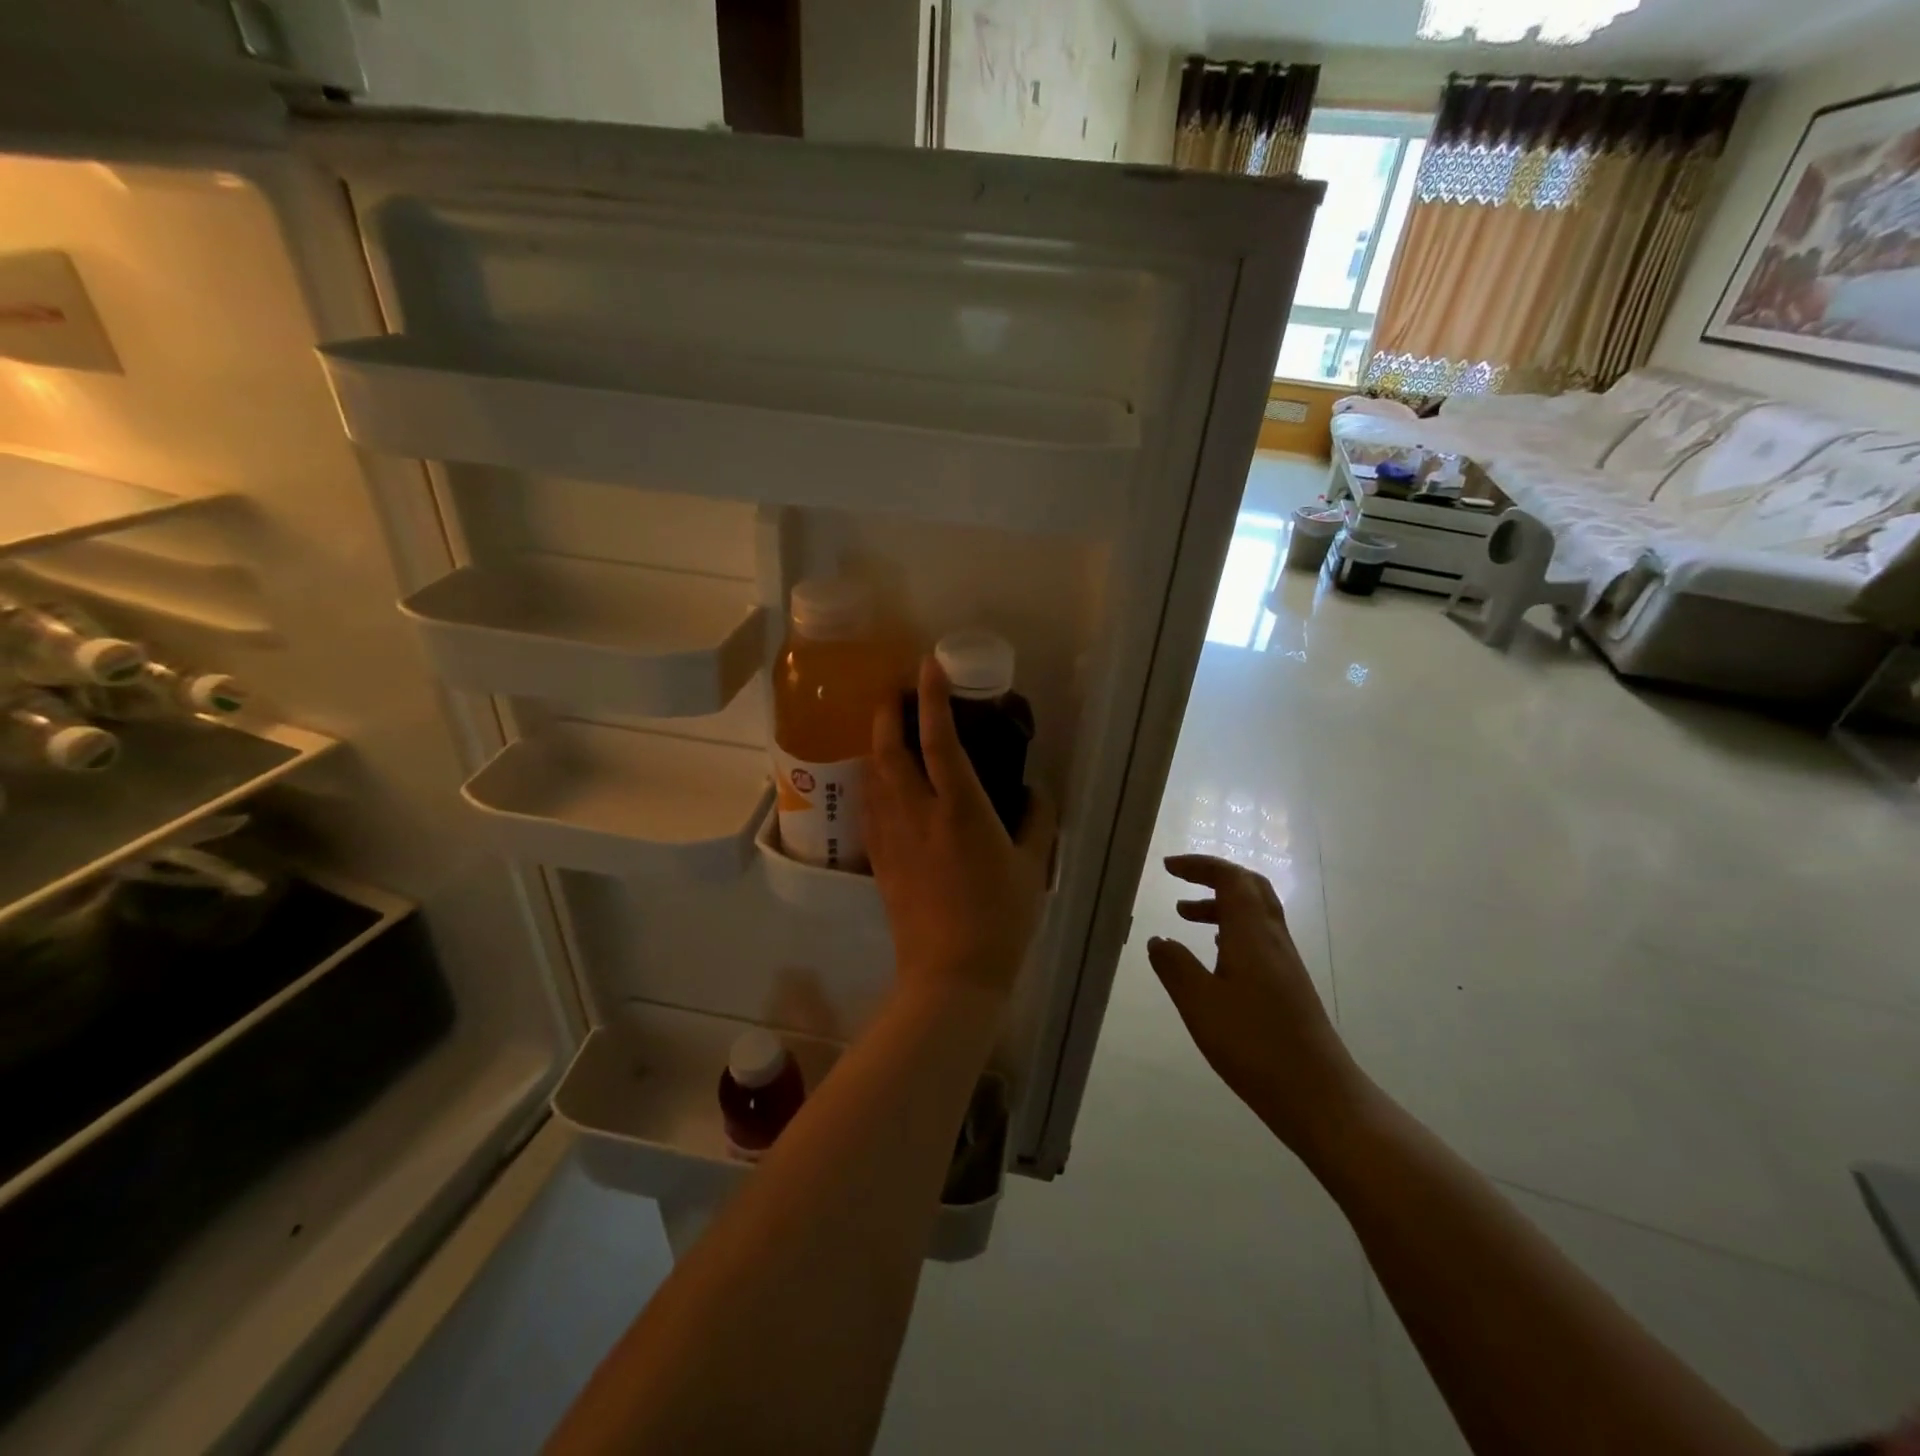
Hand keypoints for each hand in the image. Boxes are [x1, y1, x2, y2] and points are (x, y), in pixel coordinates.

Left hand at [866, 656, 1054, 1001]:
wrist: (950, 974)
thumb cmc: (1000, 918)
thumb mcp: (1033, 866)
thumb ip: (1037, 821)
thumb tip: (1037, 790)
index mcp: (960, 810)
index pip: (940, 740)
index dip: (933, 698)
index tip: (928, 666)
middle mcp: (917, 813)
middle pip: (889, 748)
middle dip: (888, 711)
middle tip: (897, 691)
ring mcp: (891, 835)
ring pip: (872, 774)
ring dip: (877, 742)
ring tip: (889, 728)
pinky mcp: (878, 857)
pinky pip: (869, 805)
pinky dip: (873, 779)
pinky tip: (882, 778)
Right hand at [1147, 855, 1367, 1153]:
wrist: (1319, 1095)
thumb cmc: (1254, 1045)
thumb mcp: (1200, 1005)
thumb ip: (1175, 967)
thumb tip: (1158, 939)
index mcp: (1252, 934)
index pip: (1231, 878)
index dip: (1200, 865)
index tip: (1168, 867)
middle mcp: (1273, 939)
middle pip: (1250, 887)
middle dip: (1214, 876)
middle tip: (1180, 881)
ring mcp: (1285, 962)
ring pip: (1255, 913)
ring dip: (1221, 904)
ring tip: (1185, 917)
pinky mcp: (1288, 985)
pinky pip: (1258, 937)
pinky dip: (1232, 929)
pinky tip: (1215, 955)